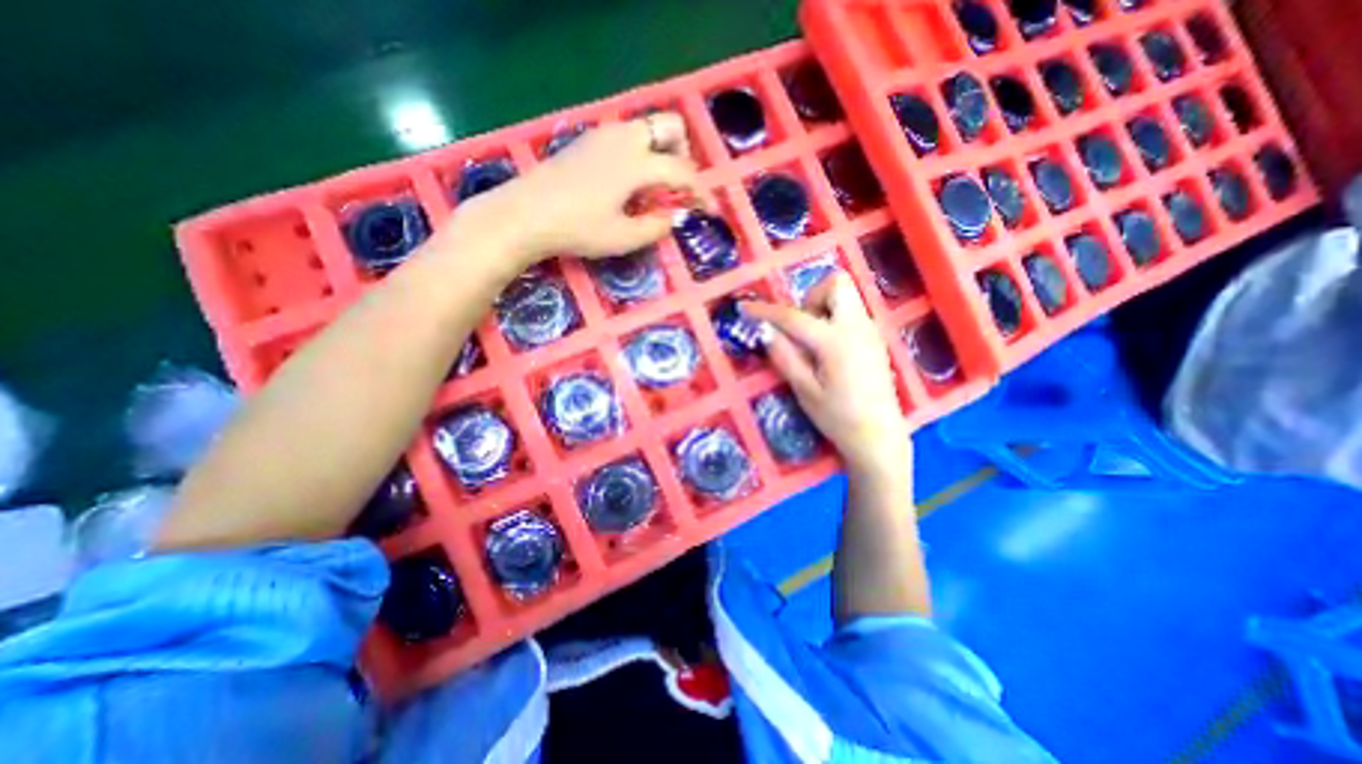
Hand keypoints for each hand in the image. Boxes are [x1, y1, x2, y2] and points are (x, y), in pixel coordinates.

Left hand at [465, 111, 700, 268]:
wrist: (525, 214)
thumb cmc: (578, 229)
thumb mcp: (623, 237)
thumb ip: (655, 227)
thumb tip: (671, 217)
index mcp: (637, 163)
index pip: (682, 171)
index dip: (700, 191)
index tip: (709, 209)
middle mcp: (624, 139)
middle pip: (669, 126)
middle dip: (683, 153)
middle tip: (679, 185)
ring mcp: (603, 135)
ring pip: (646, 129)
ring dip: (661, 152)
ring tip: (654, 188)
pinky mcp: (587, 141)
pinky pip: (626, 137)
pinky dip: (639, 153)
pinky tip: (627, 182)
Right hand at [741, 271, 906, 475]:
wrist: (879, 436)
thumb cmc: (838, 417)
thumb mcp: (805, 391)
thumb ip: (785, 357)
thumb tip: (765, 331)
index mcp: (835, 342)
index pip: (794, 317)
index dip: (766, 311)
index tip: (745, 307)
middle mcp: (857, 327)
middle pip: (836, 284)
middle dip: (811, 297)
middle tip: (799, 326)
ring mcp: (870, 331)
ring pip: (846, 297)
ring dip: (823, 308)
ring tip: (811, 342)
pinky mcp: (875, 340)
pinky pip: (852, 313)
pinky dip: (834, 319)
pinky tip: (828, 351)